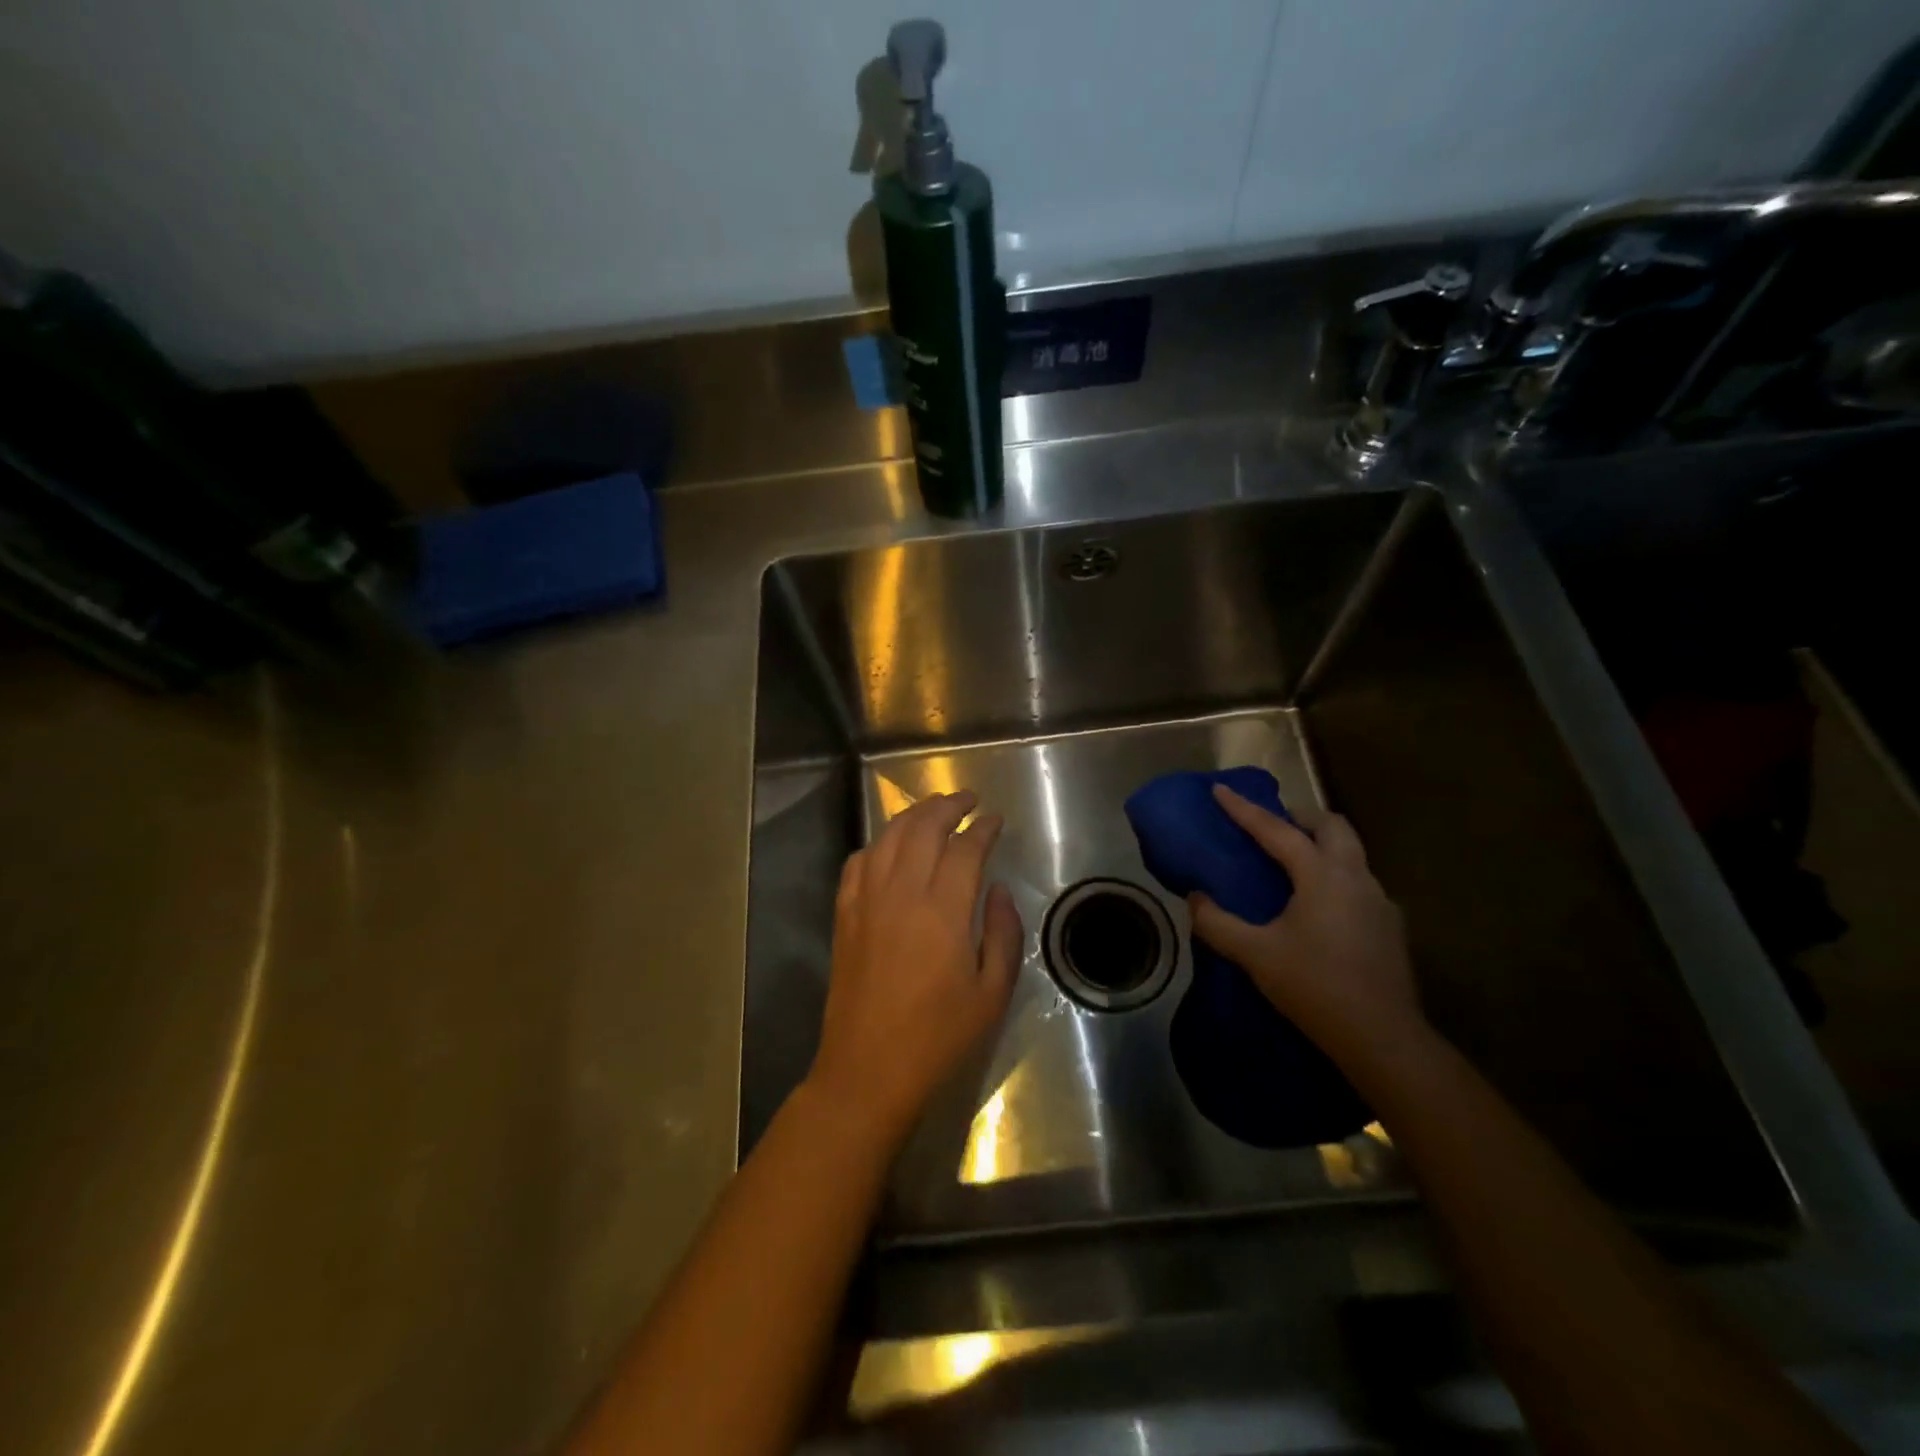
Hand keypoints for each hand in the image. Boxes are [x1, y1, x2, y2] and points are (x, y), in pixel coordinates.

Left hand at [806, 791, 1022, 1145]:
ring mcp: (867, 901)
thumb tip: (997, 890)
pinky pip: (859, 862)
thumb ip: (1002, 934)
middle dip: (947, 805)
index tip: (995, 819)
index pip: (965, 849)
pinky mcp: (845, 915)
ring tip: (932, 809)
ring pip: (888, 837)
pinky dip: (877, 844)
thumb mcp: (992, 994)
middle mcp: (902, 893)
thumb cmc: (938, 1038)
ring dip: (912, 815)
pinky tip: (889, 846)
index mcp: (943, 911)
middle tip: (967, 799)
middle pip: (923, 828)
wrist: (868, 1070)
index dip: (983, 828)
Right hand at [1187, 785, 1422, 1072]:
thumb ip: (1218, 923)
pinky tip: (1319, 907)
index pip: (1277, 830)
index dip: (1245, 809)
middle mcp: (1356, 877)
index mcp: (1322, 876)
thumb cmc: (1315, 987)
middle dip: (1299, 817)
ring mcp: (1379, 901)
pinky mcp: (1390, 926)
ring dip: (1321, 845)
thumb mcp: (1255, 955)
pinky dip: (1334, 876)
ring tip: (1291, 864)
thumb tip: (1194, 899)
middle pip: (1332, 826)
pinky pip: (1359, 883)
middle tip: (1271, 826)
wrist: (1382, 1038)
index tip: (1220, 789)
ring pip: (1351, 853)